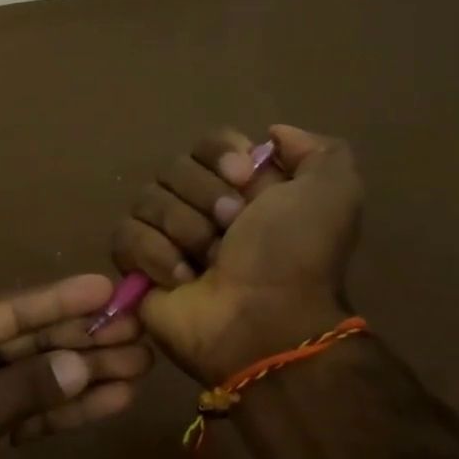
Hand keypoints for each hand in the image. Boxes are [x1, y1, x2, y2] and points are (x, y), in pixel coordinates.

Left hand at [0, 274, 151, 458]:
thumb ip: (22, 390)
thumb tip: (80, 364)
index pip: (6, 309)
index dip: (58, 299)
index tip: (106, 286)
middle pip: (27, 339)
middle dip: (80, 337)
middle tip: (138, 329)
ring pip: (35, 374)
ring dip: (83, 371)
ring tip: (139, 363)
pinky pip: (31, 410)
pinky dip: (67, 408)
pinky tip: (112, 399)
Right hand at [110, 124, 362, 384]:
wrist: (264, 323)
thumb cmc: (295, 257)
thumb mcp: (333, 194)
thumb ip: (319, 151)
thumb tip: (273, 135)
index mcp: (243, 188)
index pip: (208, 143)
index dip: (220, 155)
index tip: (243, 178)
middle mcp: (201, 206)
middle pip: (173, 168)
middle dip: (203, 198)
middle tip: (230, 229)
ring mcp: (165, 236)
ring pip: (146, 199)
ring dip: (183, 229)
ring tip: (206, 262)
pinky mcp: (136, 265)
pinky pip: (125, 235)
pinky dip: (153, 254)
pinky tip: (180, 279)